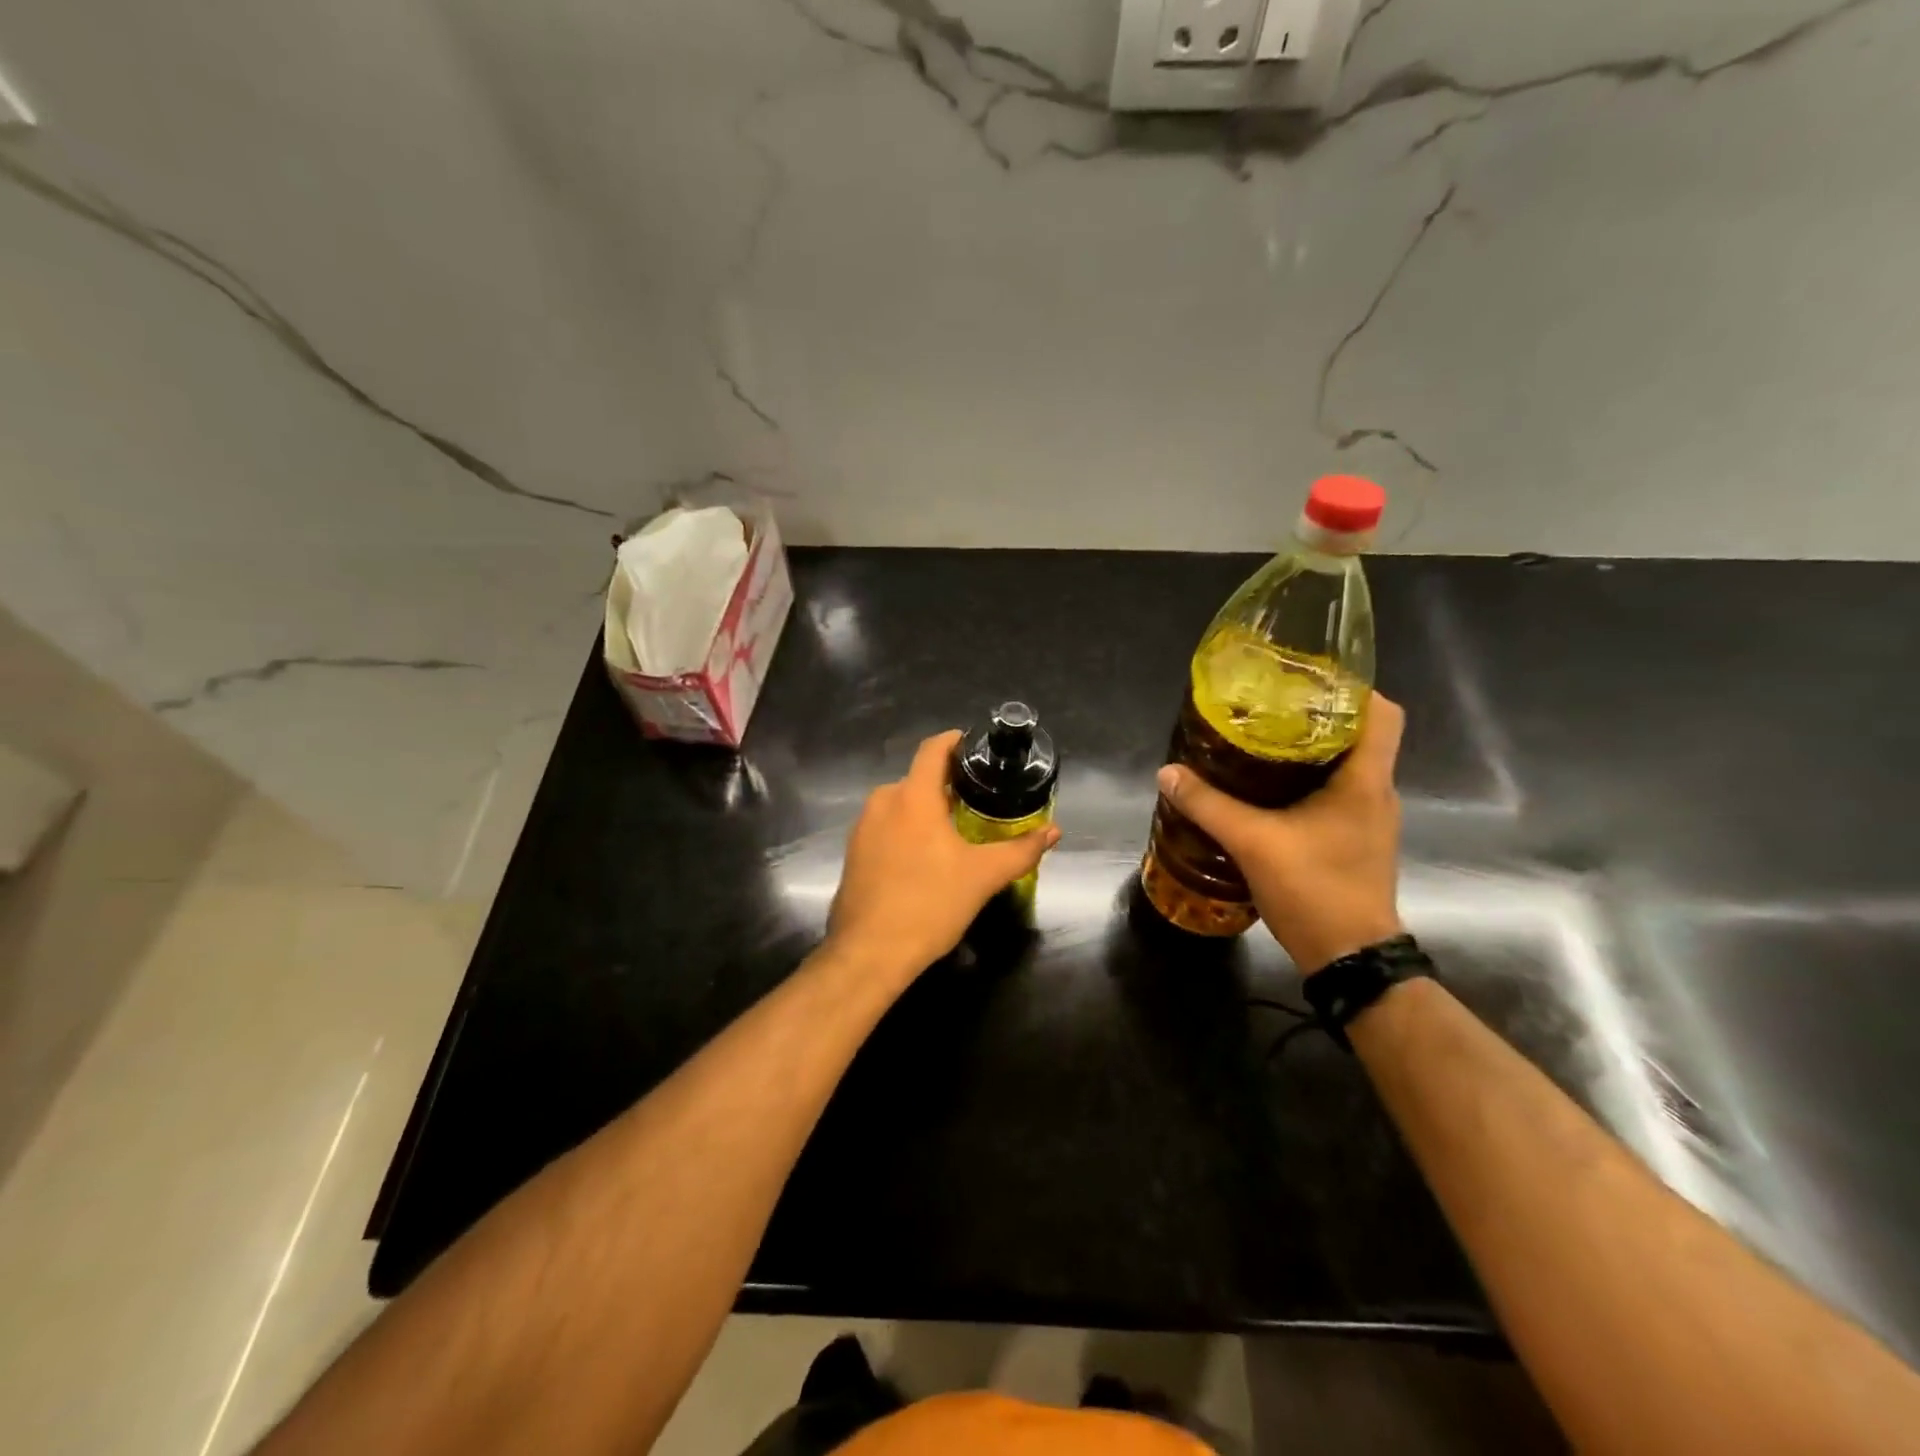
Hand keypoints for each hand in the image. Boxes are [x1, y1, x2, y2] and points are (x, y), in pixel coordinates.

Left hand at [828, 730, 1060, 980]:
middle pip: (919, 778)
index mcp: (912, 796)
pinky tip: (925, 856)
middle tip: (979, 799)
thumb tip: (1053, 831)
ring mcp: (862, 827)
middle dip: (947, 784)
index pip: (933, 749)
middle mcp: (882, 802)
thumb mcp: (984, 876)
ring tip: (956, 829)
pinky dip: (907, 829)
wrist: (869, 953)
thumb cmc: (930, 904)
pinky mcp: (853, 853)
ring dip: (926, 809)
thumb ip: (1021, 850)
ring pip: (901, 804)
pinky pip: (886, 826)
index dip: (955, 741)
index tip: (977, 748)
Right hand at [1156, 695, 1406, 974]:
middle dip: (1316, 716)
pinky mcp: (1356, 840)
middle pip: (1359, 735)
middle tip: (1267, 708)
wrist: (1350, 958)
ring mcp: (1369, 819)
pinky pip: (1337, 793)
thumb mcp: (1253, 843)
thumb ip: (1209, 805)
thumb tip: (1168, 773)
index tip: (1306, 680)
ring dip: (1310, 751)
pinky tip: (1267, 790)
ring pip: (1346, 765)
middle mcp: (1376, 793)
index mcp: (1366, 781)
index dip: (1352, 689)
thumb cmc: (1315, 890)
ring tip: (1260, 742)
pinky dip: (1307, 782)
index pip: (1383, 714)